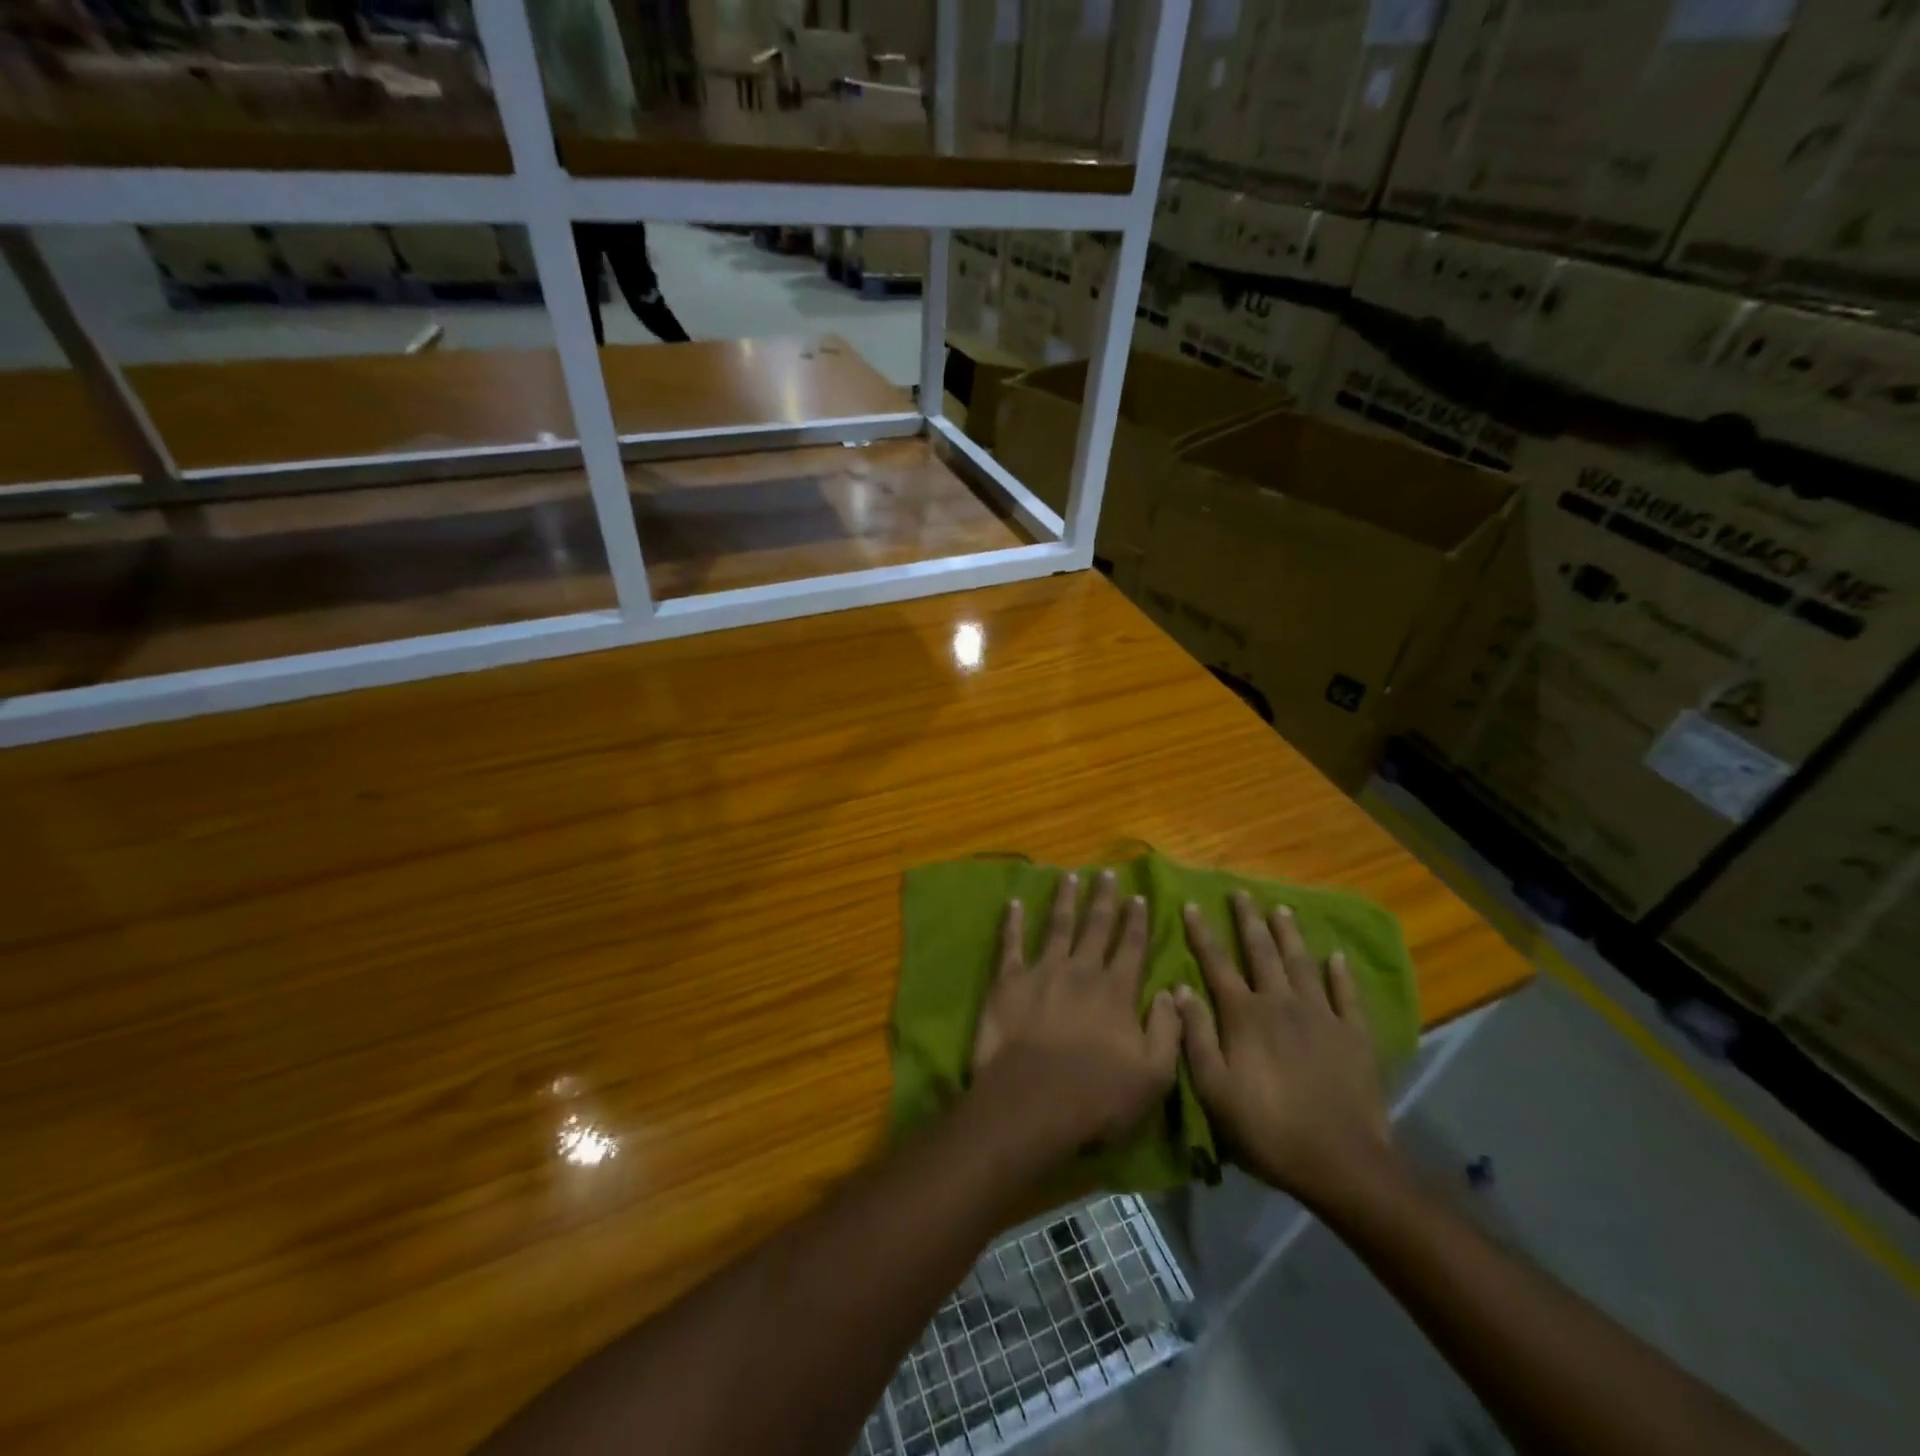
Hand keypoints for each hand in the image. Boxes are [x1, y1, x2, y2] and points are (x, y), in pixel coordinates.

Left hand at [970, 869, 1181, 1155]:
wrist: (1032, 1102)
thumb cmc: (1097, 1097)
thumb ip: (1168, 1030)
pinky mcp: (1009, 981)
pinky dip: (1012, 922)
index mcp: (1116, 991)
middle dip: (1103, 898)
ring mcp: (1043, 971)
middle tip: (1106, 873)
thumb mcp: (1153, 1075)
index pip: (1131, 947)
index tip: (1138, 896)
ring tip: (1069, 876)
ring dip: (1065, 899)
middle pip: (1095, 927)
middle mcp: (1082, 971)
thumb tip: (1173, 992)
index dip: (1136, 921)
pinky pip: (1011, 944)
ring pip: (1057, 926)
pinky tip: (1014, 902)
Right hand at [1174, 892, 1394, 1210]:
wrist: (1340, 1161)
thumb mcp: (1214, 1088)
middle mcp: (1280, 1003)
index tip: (1192, 905)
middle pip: (1261, 952)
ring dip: (1288, 934)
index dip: (1202, 933)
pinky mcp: (1354, 1035)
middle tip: (1241, 892)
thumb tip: (1179, 990)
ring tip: (1281, 909)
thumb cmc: (1266, 1128)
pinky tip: (1335, 956)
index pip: (1217, 964)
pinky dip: (1340, 973)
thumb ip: (1195, 1036)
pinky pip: (1346, 995)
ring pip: (1301, 963)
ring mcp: (1321, 1015)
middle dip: (1248, 920)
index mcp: (1244, 1015)